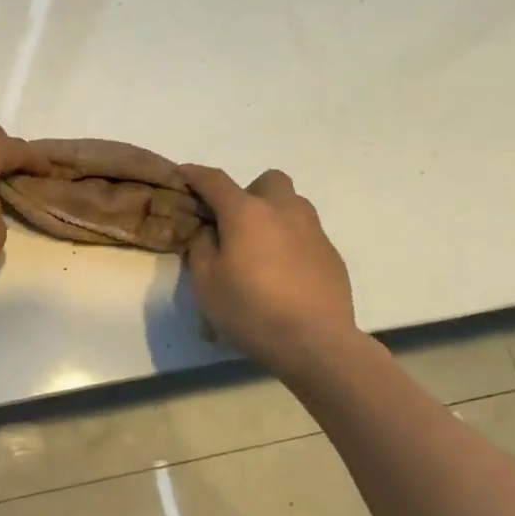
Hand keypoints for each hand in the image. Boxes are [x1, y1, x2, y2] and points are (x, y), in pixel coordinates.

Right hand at [180, 166, 355, 370]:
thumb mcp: (206, 282)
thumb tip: (210, 232)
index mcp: (246, 213)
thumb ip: (202, 248)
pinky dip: (291, 243)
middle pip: (268, 181)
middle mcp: (283, 211)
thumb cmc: (251, 309)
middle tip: (235, 222)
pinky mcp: (332, 255)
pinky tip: (284, 275)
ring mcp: (313, 231)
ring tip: (261, 249)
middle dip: (249, 192)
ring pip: (293, 205)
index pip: (215, 181)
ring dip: (273, 215)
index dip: (195, 174)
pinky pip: (306, 235)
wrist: (316, 342)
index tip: (182, 173)